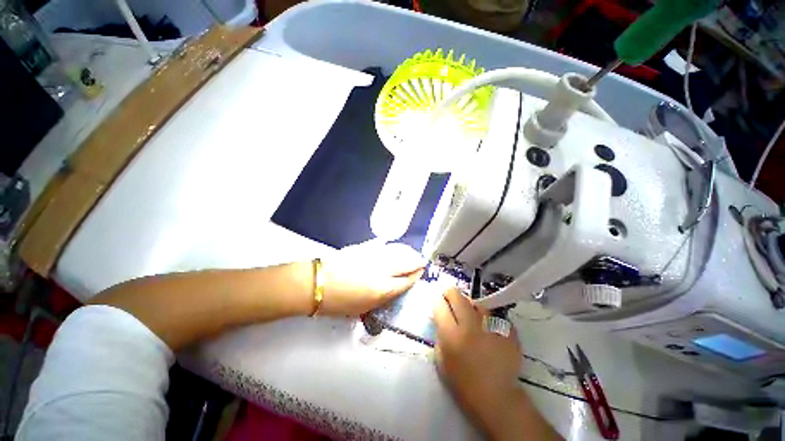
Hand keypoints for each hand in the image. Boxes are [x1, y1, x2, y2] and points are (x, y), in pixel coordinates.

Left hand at [319, 240, 425, 315]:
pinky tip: (396, 248)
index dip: (416, 276)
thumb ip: (383, 297)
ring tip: (412, 254)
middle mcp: (382, 269)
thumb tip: (395, 288)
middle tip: (420, 262)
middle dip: (417, 261)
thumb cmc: (338, 302)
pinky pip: (385, 245)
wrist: (316, 283)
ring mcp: (374, 255)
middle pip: (407, 262)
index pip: (407, 280)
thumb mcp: (363, 308)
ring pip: (398, 250)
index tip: (421, 272)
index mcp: (382, 288)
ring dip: (408, 252)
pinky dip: (394, 247)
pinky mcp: (365, 247)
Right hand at [433, 288, 522, 435]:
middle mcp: (471, 326)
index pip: (440, 306)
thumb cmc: (463, 382)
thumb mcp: (441, 359)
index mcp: (452, 335)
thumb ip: (440, 334)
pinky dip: (487, 318)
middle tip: (450, 297)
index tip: (439, 301)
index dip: (438, 301)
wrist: (497, 397)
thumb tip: (442, 317)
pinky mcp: (507, 330)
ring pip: (477, 302)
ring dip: (470, 304)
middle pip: (457, 296)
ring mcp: (491, 327)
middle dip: (451, 293)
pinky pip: (493, 315)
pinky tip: (487, 327)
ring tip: (470, 313)